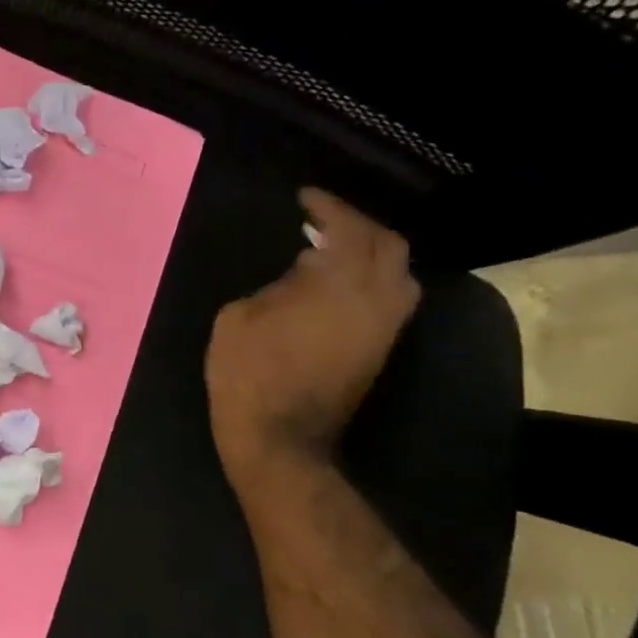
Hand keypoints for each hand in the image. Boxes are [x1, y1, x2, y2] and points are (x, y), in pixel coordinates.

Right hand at [205, 189, 419, 497]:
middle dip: (357, 225)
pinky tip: (338, 283)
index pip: (347, 230)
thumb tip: (303, 273)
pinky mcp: (380, 351)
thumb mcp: (238, 318)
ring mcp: (384, 329)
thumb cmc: (248, 375)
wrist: (279, 440)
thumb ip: (275, 285)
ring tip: (335, 251)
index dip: (328, 207)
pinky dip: (371, 280)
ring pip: (399, 274)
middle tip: (323, 221)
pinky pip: (390, 299)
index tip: (305, 198)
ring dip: (372, 253)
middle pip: (388, 246)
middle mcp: (374, 301)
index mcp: (336, 286)